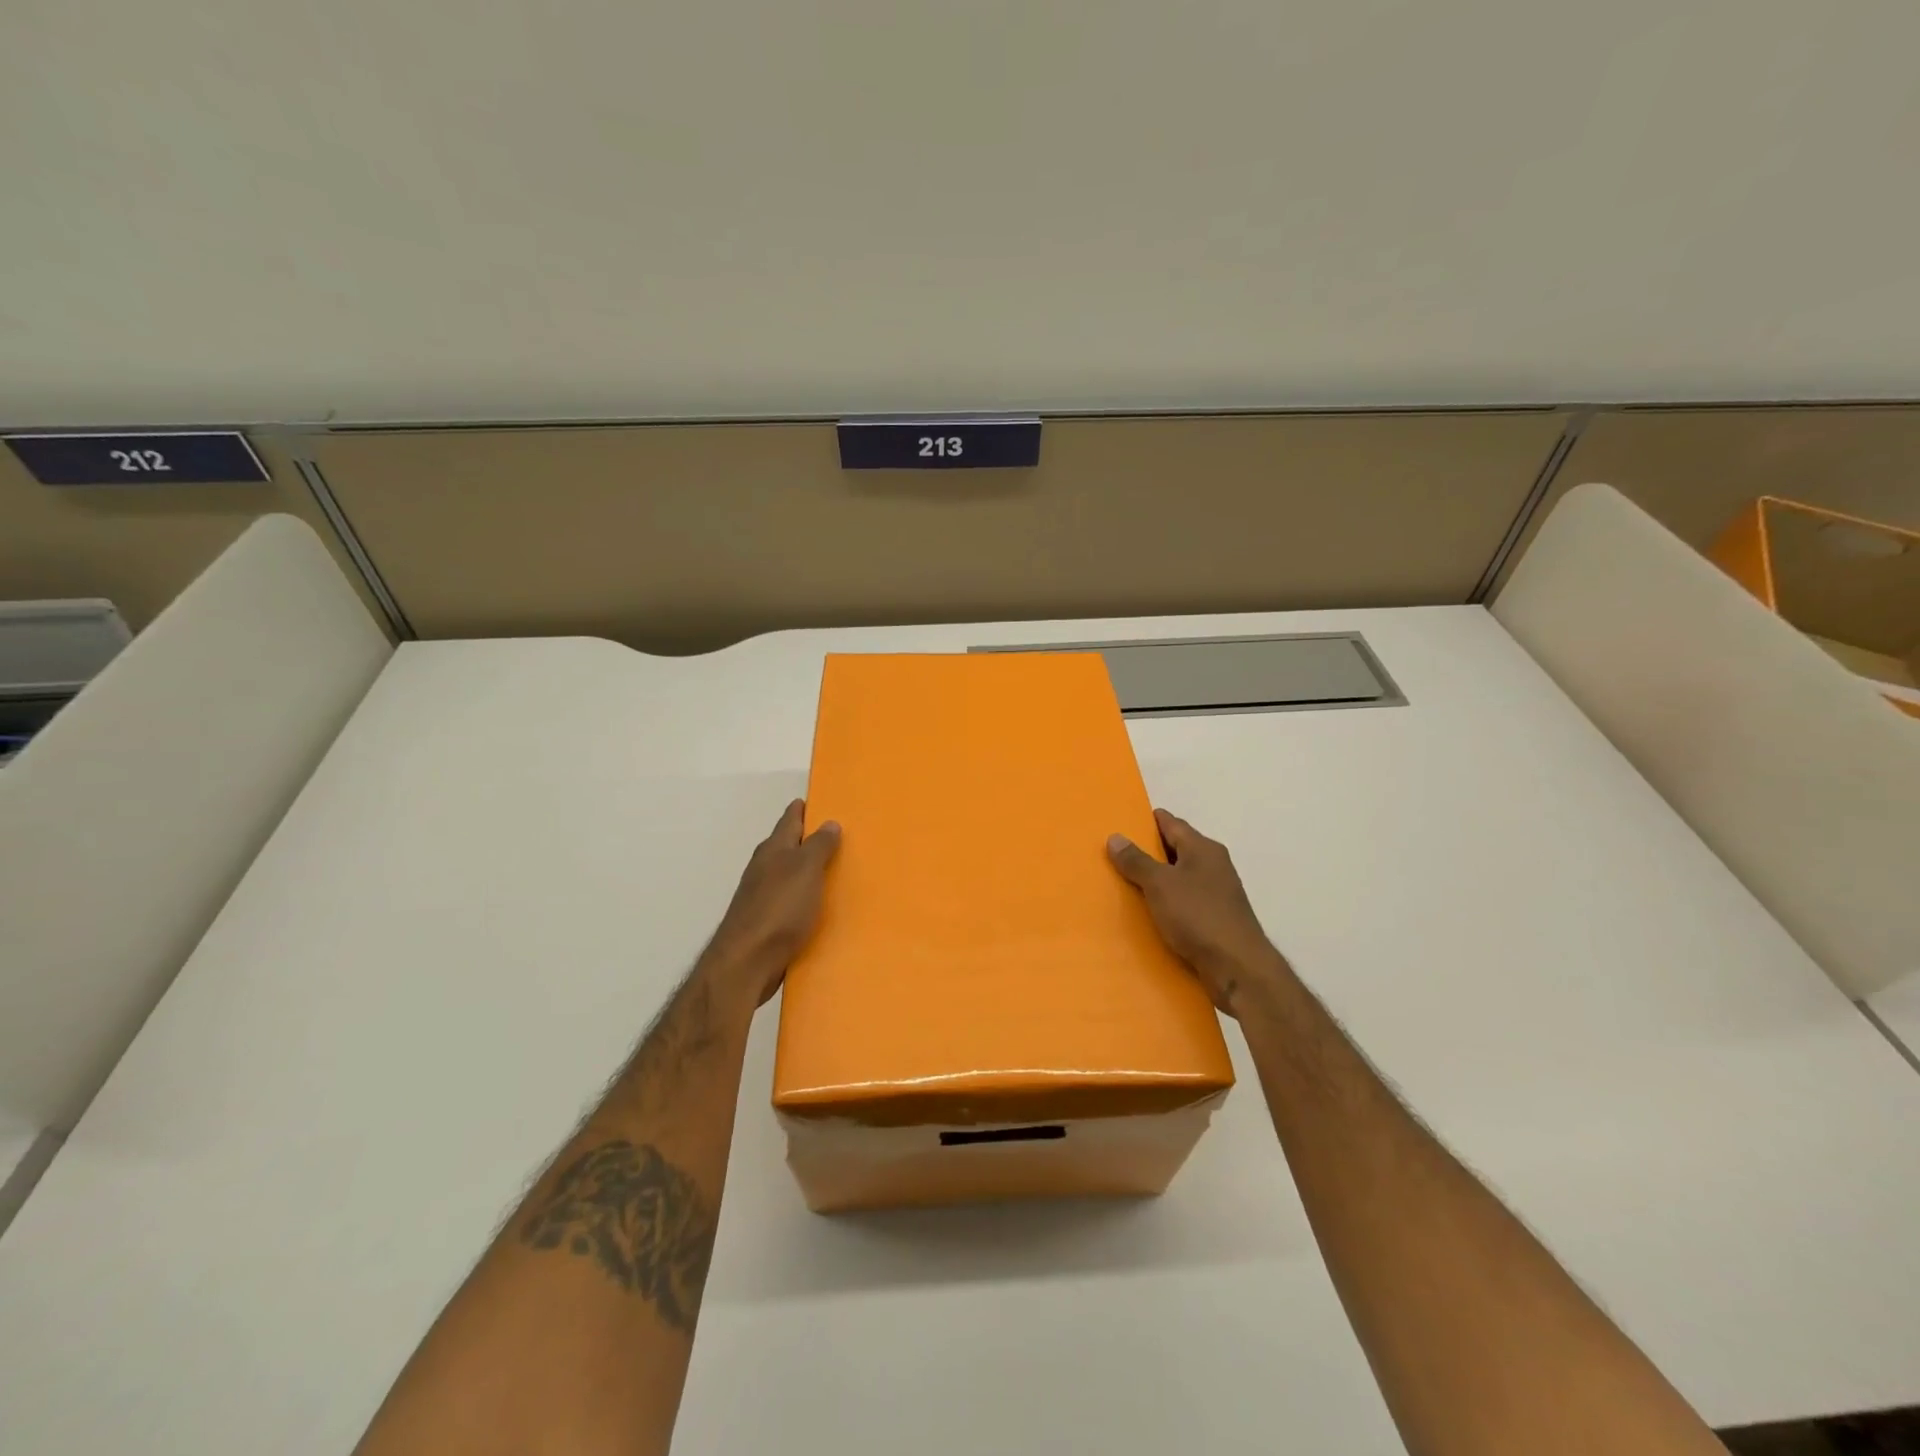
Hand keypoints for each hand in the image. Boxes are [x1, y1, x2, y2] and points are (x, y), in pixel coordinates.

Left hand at [702, 800, 841, 1008]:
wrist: (746, 963)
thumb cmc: (779, 909)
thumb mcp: (805, 870)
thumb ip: (818, 846)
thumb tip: (829, 822)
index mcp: (773, 850)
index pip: (789, 819)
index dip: (804, 809)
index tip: (821, 801)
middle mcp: (764, 868)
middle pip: (788, 846)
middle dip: (808, 839)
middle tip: (838, 835)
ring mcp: (762, 897)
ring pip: (789, 875)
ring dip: (807, 871)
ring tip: (835, 871)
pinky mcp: (766, 923)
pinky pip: (790, 902)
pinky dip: (805, 898)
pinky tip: (820, 908)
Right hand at [1108, 808, 1287, 1016]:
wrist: (1238, 967)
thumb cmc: (1198, 916)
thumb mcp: (1160, 884)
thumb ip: (1136, 861)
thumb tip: (1116, 837)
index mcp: (1203, 849)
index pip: (1171, 823)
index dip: (1146, 821)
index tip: (1122, 823)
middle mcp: (1213, 866)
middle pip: (1176, 850)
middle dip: (1148, 852)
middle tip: (1114, 854)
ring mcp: (1217, 894)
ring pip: (1179, 878)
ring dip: (1156, 880)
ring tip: (1124, 884)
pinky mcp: (1215, 919)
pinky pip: (1184, 903)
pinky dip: (1166, 903)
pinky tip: (1147, 914)